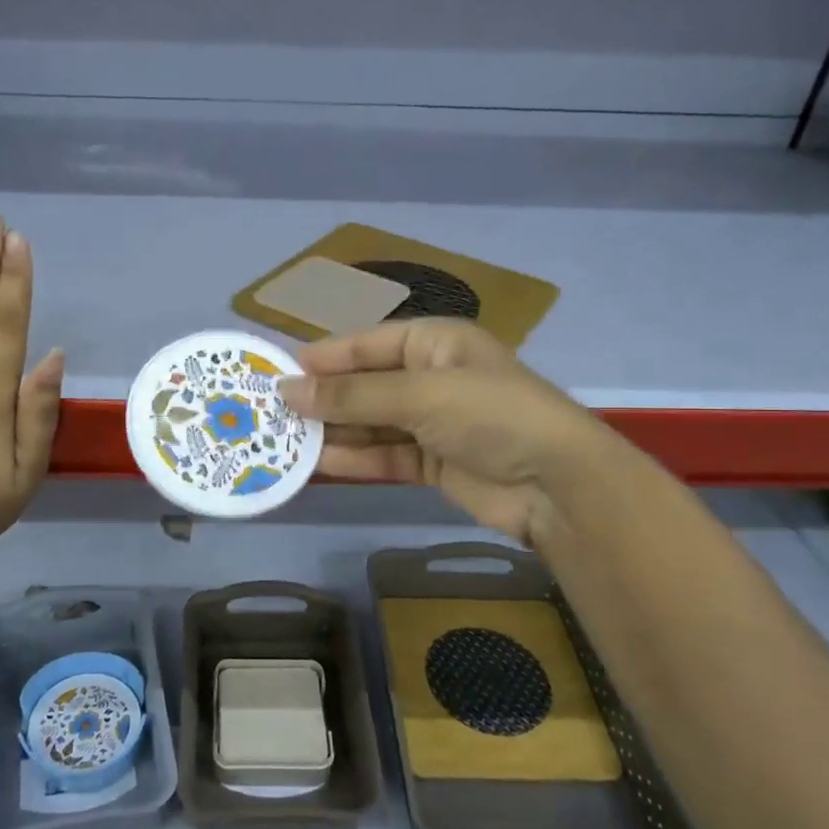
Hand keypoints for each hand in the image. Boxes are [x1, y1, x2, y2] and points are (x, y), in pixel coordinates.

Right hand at [277, 319, 607, 543]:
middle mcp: (431, 377)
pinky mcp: (433, 464)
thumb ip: (351, 395)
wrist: (556, 485)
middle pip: (365, 385)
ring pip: (371, 423)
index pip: (367, 343)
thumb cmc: (490, 415)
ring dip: (334, 431)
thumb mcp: (418, 395)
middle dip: (324, 398)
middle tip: (272, 413)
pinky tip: (319, 464)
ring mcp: (433, 423)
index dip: (324, 357)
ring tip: (283, 440)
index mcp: (435, 343)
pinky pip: (384, 456)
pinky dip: (355, 459)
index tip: (278, 372)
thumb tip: (287, 390)